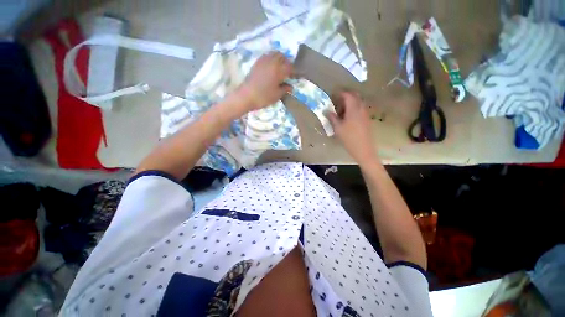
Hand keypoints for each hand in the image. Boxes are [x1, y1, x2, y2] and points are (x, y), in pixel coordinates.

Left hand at [238, 52, 293, 110]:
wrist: (246, 96)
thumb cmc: (263, 97)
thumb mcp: (277, 95)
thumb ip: (285, 89)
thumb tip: (290, 86)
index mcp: (278, 70)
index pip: (290, 67)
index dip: (294, 72)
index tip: (295, 77)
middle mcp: (272, 62)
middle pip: (282, 57)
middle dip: (287, 63)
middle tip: (288, 72)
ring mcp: (263, 61)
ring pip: (274, 54)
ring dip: (279, 59)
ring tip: (280, 68)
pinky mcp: (257, 63)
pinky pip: (267, 56)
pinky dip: (271, 59)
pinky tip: (271, 68)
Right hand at [326, 91, 378, 164]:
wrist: (363, 149)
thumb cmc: (349, 138)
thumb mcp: (338, 128)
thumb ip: (332, 118)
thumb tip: (327, 111)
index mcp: (353, 109)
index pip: (348, 96)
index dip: (342, 93)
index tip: (335, 94)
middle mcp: (361, 109)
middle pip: (356, 97)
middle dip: (347, 96)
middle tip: (338, 100)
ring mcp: (365, 114)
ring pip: (359, 102)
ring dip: (351, 102)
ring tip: (342, 109)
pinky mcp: (367, 119)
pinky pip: (361, 109)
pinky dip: (355, 108)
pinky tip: (349, 116)